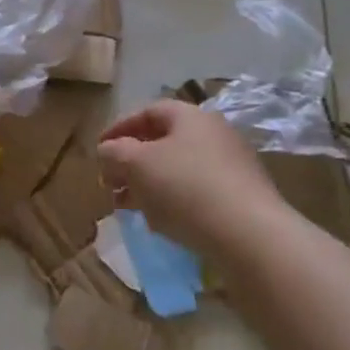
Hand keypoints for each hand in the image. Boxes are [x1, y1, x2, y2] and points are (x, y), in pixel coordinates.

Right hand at [97, 101, 283, 254]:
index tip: (99, 150)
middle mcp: (215, 134)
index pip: (147, 112)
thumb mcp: (136, 164)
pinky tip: (160, 223)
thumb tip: (108, 151)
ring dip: (149, 184)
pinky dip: (173, 201)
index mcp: (191, 117)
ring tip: (128, 207)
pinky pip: (197, 192)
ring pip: (178, 169)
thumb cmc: (185, 188)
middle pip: (163, 142)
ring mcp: (232, 167)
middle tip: (110, 183)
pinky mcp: (242, 199)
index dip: (118, 128)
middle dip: (131, 162)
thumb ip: (114, 152)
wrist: (251, 237)